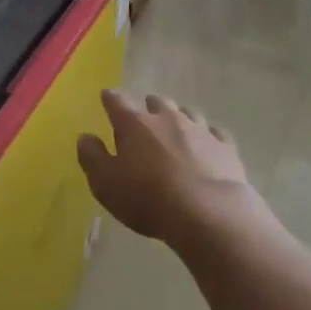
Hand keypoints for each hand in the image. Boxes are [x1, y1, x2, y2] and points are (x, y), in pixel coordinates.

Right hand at [76, 90, 257, 246]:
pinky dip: (208, 137)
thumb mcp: (106, 184)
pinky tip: (207, 146)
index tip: (107, 96)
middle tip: (144, 120)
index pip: (117, 102)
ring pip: (187, 113)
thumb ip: (92, 157)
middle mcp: (167, 118)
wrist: (208, 213)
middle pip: (157, 103)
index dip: (110, 99)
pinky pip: (215, 133)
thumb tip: (85, 137)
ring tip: (175, 131)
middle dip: (149, 108)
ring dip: (178, 119)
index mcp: (135, 124)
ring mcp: (200, 130)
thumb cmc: (148, 198)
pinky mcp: (225, 146)